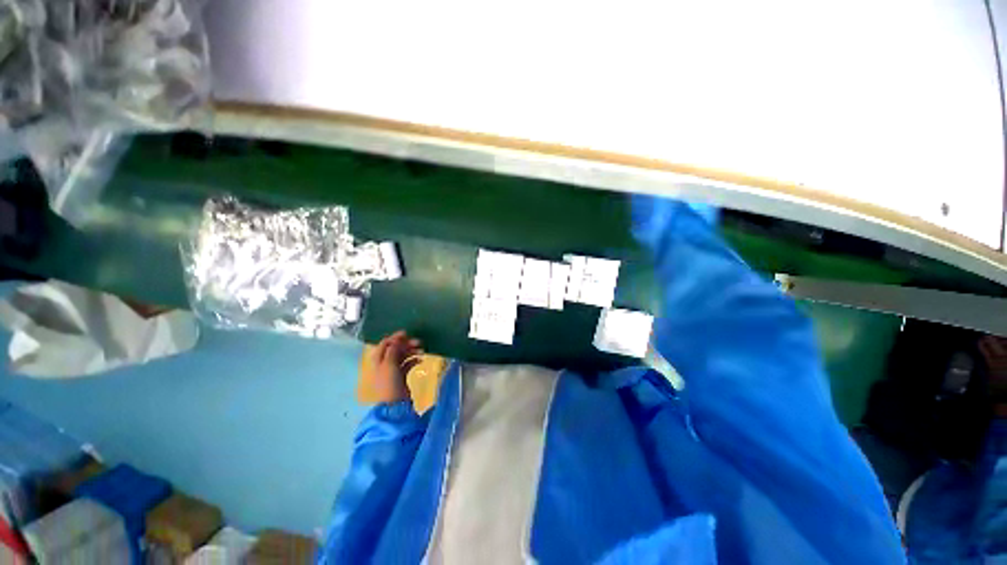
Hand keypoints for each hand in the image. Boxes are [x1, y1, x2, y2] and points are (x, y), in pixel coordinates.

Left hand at [366, 331, 423, 403]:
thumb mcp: (389, 363)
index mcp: (378, 359)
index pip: (385, 343)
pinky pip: (408, 363)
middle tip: (418, 342)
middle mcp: (384, 362)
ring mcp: (393, 369)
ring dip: (412, 351)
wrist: (394, 403)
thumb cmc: (389, 382)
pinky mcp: (401, 375)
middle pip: (395, 348)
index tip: (407, 333)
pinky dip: (414, 360)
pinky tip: (420, 361)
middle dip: (407, 344)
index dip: (395, 337)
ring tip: (422, 351)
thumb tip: (397, 339)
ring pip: (403, 355)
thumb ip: (393, 349)